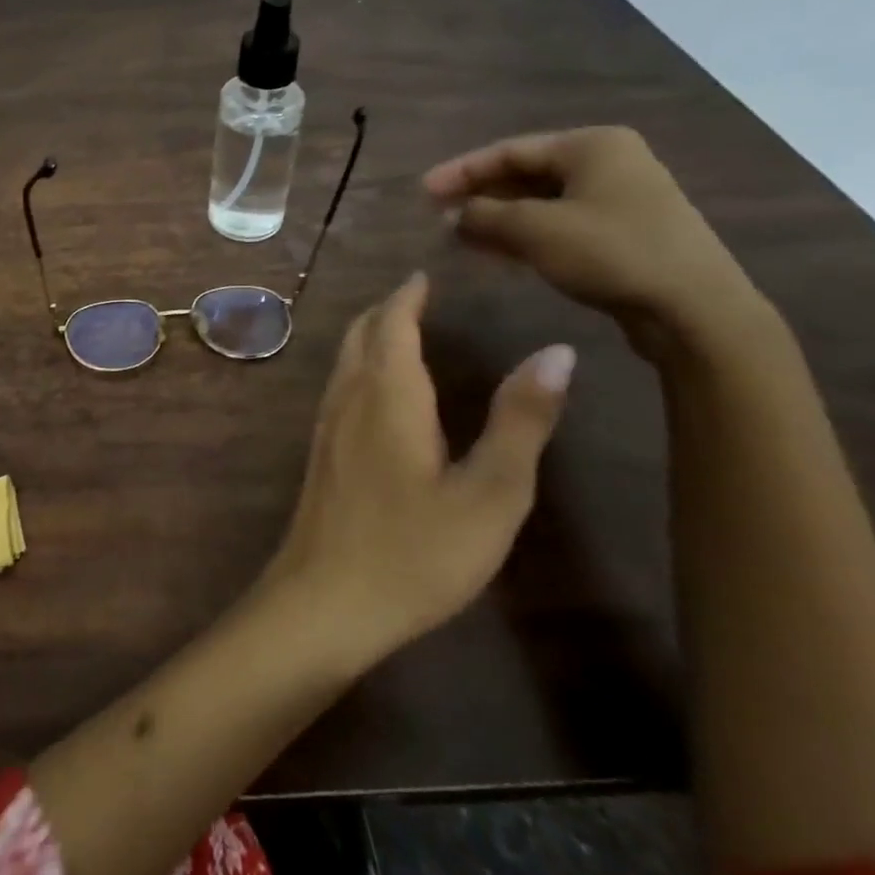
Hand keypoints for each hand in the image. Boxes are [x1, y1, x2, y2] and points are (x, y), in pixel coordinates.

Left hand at [269, 273, 573, 670]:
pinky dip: (360, 366)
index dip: (408, 296)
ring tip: (402, 332)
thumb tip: (556, 351)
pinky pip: (339, 385)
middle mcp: (348, 396)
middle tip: (418, 297)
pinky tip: (379, 392)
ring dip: (370, 336)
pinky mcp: (318, 451)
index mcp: (388, 394)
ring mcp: (325, 424)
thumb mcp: (490, 493)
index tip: (425, 275)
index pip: (392, 323)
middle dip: (386, 310)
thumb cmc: (415, 551)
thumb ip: (520, 420)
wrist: (324, 600)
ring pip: (344, 359)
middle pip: (360, 334)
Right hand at [422, 126, 762, 350]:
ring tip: (457, 236)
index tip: (422, 191)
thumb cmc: (611, 252)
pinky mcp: (621, 233)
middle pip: (524, 174)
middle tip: (437, 214)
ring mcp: (618, 199)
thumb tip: (453, 214)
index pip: (509, 150)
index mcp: (591, 146)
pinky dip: (522, 235)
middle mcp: (607, 163)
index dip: (460, 171)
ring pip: (539, 202)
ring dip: (497, 218)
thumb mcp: (535, 229)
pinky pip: (557, 224)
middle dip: (479, 195)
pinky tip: (494, 252)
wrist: (693, 308)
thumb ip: (485, 216)